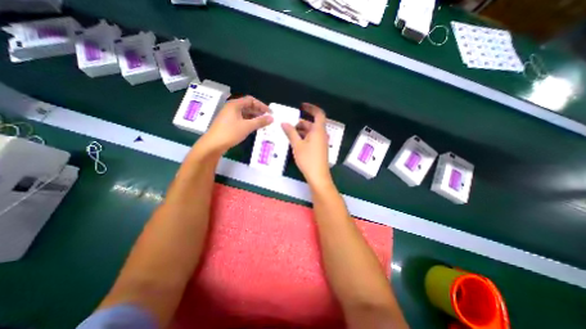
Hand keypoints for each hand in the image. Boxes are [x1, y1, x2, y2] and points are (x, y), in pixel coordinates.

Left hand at [194, 96, 271, 154]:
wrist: (213, 144)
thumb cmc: (230, 133)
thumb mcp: (247, 127)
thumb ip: (260, 121)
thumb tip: (271, 118)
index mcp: (235, 105)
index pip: (251, 100)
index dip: (261, 105)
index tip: (269, 112)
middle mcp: (232, 108)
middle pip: (247, 106)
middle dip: (258, 111)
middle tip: (268, 118)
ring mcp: (229, 115)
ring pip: (245, 113)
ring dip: (254, 117)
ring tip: (263, 123)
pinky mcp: (229, 123)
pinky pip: (241, 119)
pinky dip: (249, 121)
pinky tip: (255, 127)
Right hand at [281, 104, 330, 187]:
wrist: (318, 176)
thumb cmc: (308, 159)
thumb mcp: (297, 145)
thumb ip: (290, 132)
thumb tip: (284, 123)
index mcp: (318, 130)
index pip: (319, 113)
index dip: (311, 108)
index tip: (302, 106)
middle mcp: (321, 134)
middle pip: (312, 124)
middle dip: (301, 122)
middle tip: (288, 124)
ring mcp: (321, 142)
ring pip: (311, 132)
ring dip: (301, 131)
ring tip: (289, 133)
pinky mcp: (319, 149)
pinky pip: (311, 138)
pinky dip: (304, 137)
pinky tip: (295, 141)